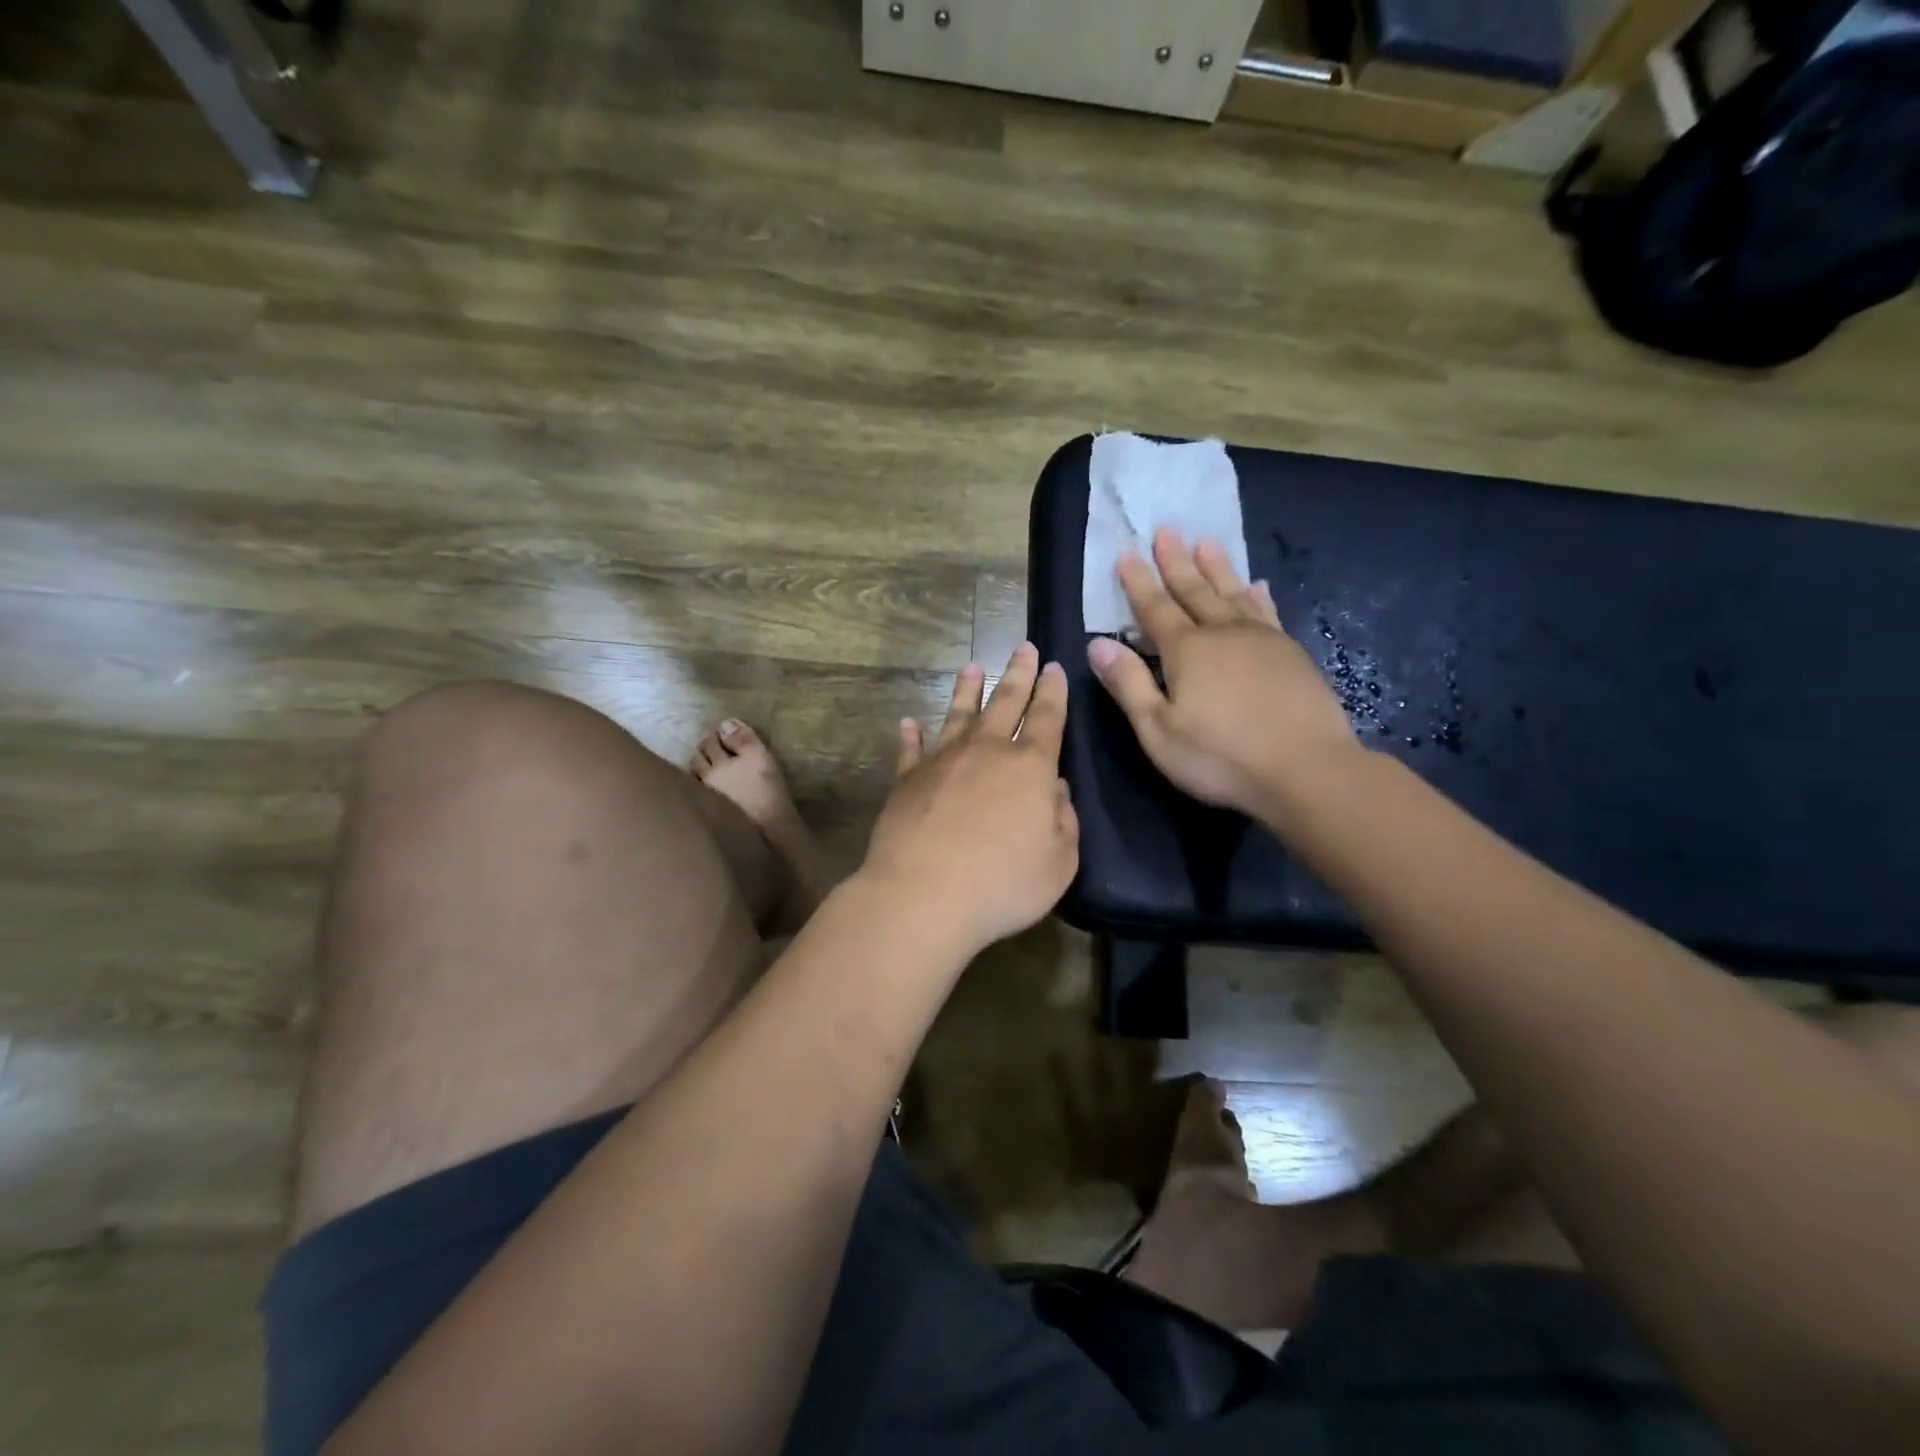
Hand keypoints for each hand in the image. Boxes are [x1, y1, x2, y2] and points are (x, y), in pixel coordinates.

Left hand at [863, 642, 1079, 956]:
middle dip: (1018, 674)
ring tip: (972, 667)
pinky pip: (911, 750)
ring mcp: (942, 762)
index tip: (1056, 667)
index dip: (1054, 692)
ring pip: (959, 715)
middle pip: (1006, 703)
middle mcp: (986, 752)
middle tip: (1024, 647)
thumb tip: (1056, 789)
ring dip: (967, 690)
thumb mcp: (1059, 863)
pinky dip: (911, 735)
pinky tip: (909, 723)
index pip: (1047, 719)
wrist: (922, 896)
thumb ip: (1064, 821)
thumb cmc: (1002, 884)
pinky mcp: (906, 780)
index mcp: (1030, 768)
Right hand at [1087, 529, 1360, 814]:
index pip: (1155, 609)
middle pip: (1194, 590)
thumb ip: (1128, 684)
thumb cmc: (1221, 757)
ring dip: (1217, 568)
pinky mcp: (1291, 654)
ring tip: (1206, 541)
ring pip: (1233, 593)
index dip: (1138, 582)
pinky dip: (1258, 595)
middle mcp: (1223, 633)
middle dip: (1176, 561)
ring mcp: (1263, 640)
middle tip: (1166, 530)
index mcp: (1186, 651)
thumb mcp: (1158, 730)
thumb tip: (1097, 645)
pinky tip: (1257, 585)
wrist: (1307, 770)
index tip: (1127, 552)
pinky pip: (1267, 612)